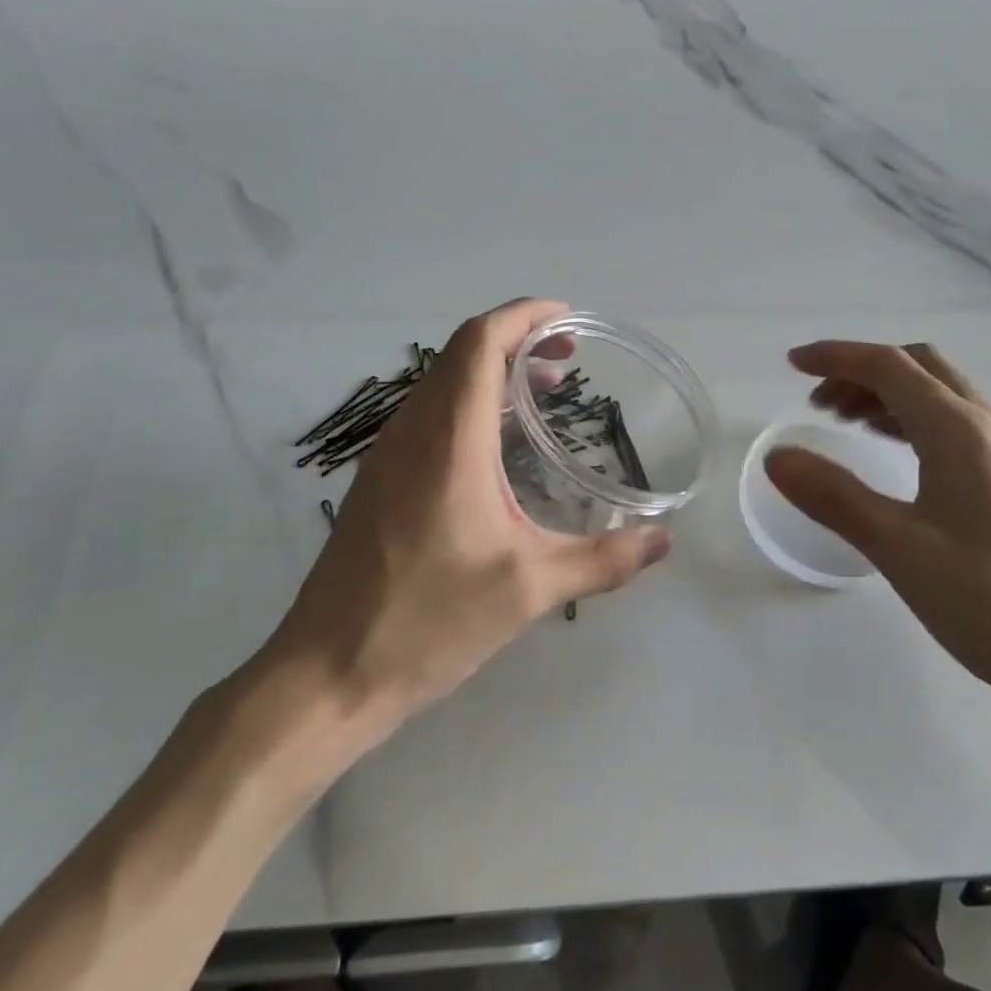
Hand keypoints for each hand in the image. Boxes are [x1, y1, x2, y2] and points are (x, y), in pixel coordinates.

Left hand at [259, 299, 672, 733]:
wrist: (328, 673)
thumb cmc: (428, 621)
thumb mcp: (528, 590)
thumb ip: (603, 560)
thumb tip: (663, 540)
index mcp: (448, 440)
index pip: (480, 343)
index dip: (524, 316)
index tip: (568, 320)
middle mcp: (412, 432)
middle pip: (460, 354)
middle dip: (517, 341)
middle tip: (569, 358)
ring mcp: (387, 456)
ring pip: (441, 384)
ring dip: (492, 374)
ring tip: (543, 394)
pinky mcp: (378, 482)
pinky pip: (428, 416)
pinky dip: (470, 406)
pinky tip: (498, 449)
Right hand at [764, 341, 990, 727]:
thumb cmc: (988, 600)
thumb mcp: (897, 548)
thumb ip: (833, 497)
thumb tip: (777, 458)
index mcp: (959, 432)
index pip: (889, 367)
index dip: (836, 357)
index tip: (791, 364)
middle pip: (922, 369)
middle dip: (864, 373)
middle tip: (819, 405)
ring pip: (944, 397)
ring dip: (891, 396)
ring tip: (849, 427)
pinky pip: (961, 427)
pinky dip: (917, 422)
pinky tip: (901, 460)